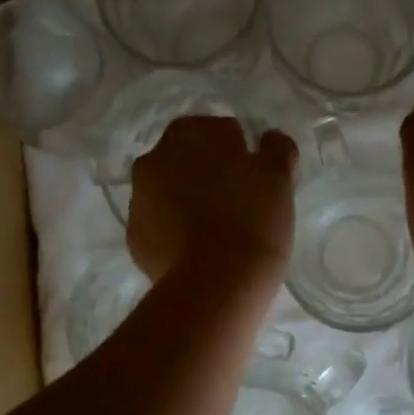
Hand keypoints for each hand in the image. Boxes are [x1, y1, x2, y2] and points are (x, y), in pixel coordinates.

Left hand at [128, 116, 297, 282]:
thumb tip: (270, 140)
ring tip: (220, 230)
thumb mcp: (278, 177)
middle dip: (211, 175)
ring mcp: (138, 197)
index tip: (256, 181)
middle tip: (240, 203)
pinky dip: (176, 231)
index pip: (222, 132)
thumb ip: (276, 149)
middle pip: (191, 160)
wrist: (215, 282)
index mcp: (189, 132)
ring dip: (191, 201)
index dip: (241, 155)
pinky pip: (161, 224)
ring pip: (172, 191)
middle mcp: (154, 157)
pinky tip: (200, 250)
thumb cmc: (252, 219)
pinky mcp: (134, 236)